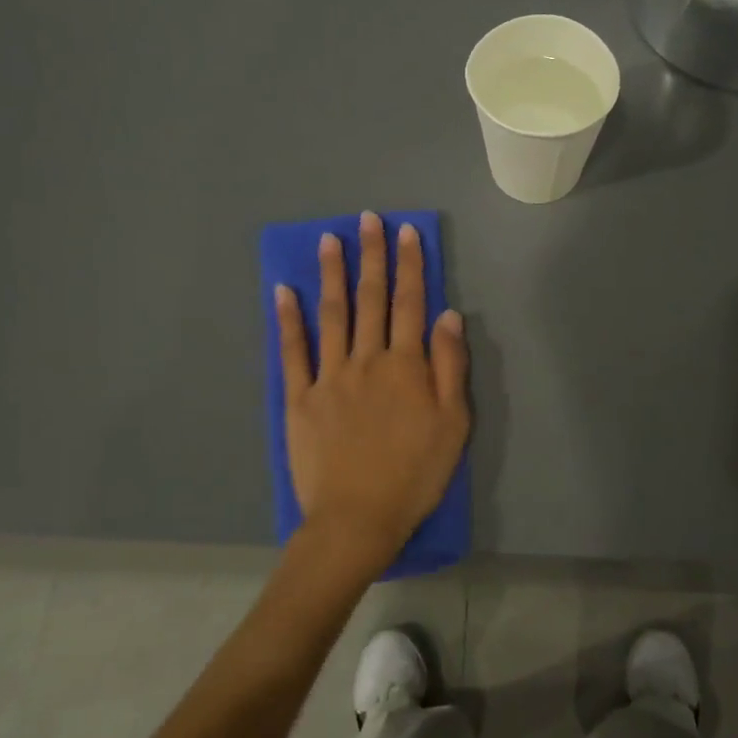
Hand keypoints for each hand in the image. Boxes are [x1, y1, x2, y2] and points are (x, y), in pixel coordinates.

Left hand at [275, 211, 469, 581]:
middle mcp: (367, 360)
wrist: (358, 518)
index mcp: (406, 365)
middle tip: (368, 219)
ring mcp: (329, 377)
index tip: (406, 232)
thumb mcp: (453, 423)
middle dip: (372, 256)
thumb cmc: (415, 474)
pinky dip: (288, 320)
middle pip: (371, 299)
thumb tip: (448, 315)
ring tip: (329, 239)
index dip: (410, 265)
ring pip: (332, 314)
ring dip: (332, 274)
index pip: (412, 303)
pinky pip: (292, 352)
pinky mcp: (300, 399)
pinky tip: (283, 292)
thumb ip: (449, 366)